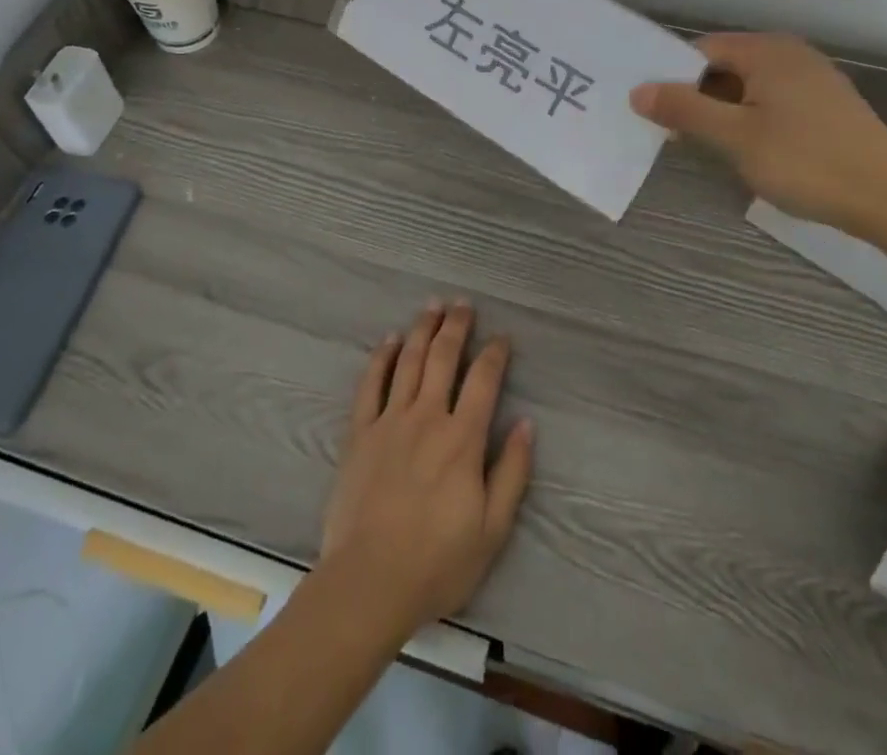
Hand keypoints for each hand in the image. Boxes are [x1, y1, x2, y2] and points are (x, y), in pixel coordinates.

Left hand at [318, 301, 533, 637]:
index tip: (502, 338)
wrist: (369, 582)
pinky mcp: (360, 433)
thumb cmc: (437, 562)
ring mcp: (390, 421)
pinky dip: (381, 358)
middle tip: (463, 303)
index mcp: (463, 438)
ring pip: (408, 361)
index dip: (495, 353)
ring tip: (432, 306)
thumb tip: (526, 424)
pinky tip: (389, 340)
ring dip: (422, 329)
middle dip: (456, 326)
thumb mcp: (493, 529)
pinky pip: (370, 384)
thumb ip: (512, 472)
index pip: (484, 380)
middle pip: (443, 357)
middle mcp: (427, 416)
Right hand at [630, 33, 886, 236]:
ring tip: (706, 146)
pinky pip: (773, 101)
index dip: (672, 77)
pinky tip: (748, 150)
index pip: (702, 50)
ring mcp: (813, 79)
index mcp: (767, 51)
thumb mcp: (735, 136)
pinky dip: (751, 119)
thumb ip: (685, 109)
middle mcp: (790, 54)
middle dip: (697, 96)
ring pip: (749, 87)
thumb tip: (638, 91)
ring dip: (723, 111)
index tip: (652, 110)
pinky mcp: (827, 106)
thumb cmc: (805, 161)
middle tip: (673, 133)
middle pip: (725, 66)